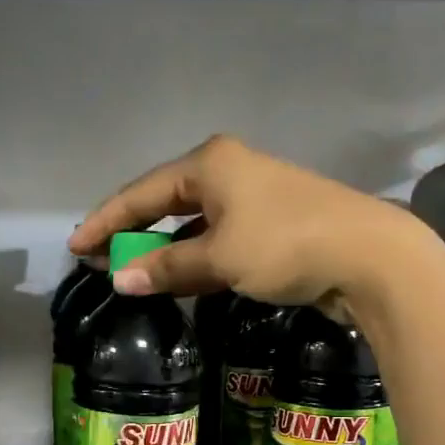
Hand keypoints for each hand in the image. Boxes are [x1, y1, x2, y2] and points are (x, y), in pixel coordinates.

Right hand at [68, 135, 442, 305]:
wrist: (368, 257)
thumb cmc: (285, 245)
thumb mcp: (219, 258)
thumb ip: (166, 268)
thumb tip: (119, 280)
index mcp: (209, 164)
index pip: (141, 193)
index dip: (106, 221)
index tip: (76, 247)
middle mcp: (227, 172)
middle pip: (163, 202)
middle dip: (131, 232)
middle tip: (98, 259)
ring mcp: (251, 198)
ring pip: (190, 223)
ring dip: (161, 248)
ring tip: (129, 271)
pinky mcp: (269, 225)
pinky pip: (215, 239)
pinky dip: (192, 257)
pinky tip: (176, 275)